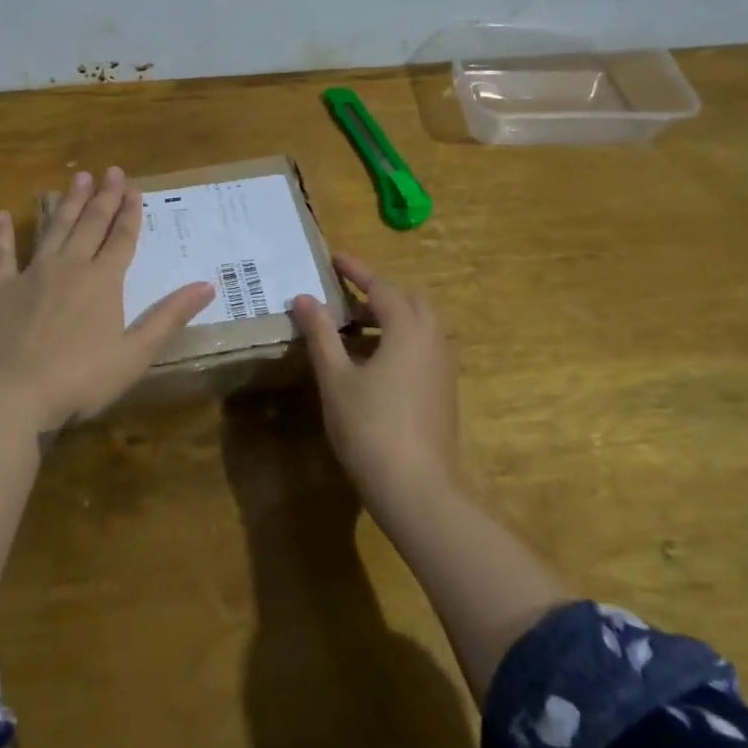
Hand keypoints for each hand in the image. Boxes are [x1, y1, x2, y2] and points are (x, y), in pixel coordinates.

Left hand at [0, 167, 213, 432]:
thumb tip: (208, 285)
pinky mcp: (1, 289)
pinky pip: (3, 254)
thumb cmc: (81, 378)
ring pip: (54, 229)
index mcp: (103, 281)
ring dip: (67, 203)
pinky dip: (3, 234)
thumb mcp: (135, 353)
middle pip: (91, 224)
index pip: (122, 238)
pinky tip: (2, 215)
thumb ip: (169, 316)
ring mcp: (33, 274)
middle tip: (110, 171)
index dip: (130, 213)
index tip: (134, 187)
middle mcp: (70, 266)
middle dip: (104, 197)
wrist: (13, 393)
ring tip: (77, 177)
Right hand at [291, 254, 459, 510]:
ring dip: (387, 318)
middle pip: (407, 301)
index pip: (381, 286)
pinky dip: (397, 340)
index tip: (334, 258)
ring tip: (351, 328)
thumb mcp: (336, 377)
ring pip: (417, 326)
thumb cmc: (370, 427)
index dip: (356, 270)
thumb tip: (304, 298)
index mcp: (408, 328)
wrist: (417, 489)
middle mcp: (433, 340)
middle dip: (376, 293)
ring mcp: (443, 367)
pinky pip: (421, 348)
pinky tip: (370, 362)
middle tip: (344, 295)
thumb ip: (321, 334)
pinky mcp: (443, 391)